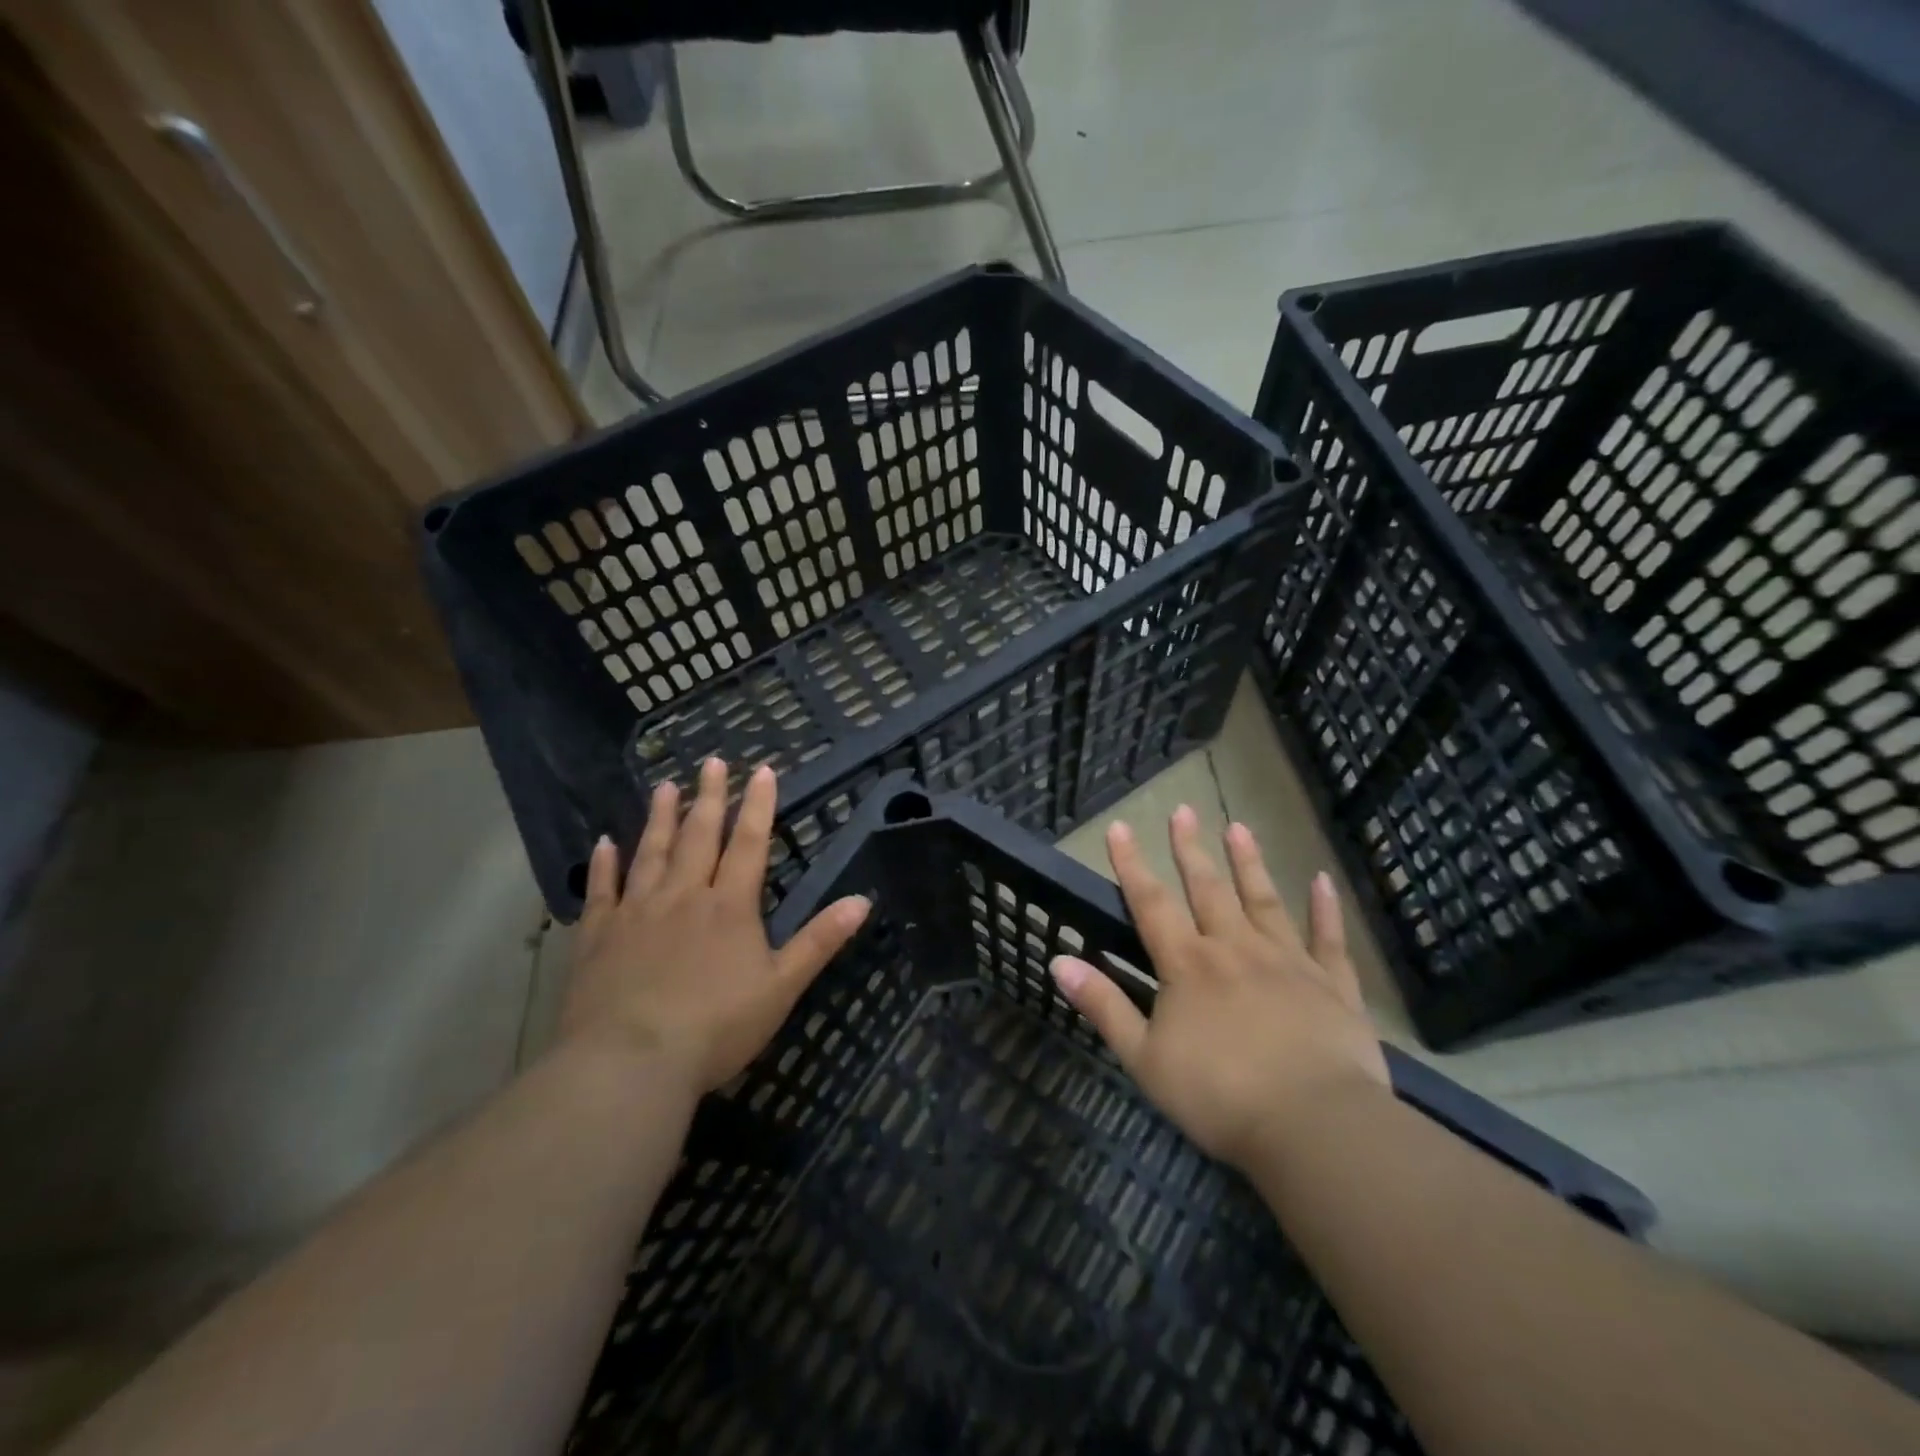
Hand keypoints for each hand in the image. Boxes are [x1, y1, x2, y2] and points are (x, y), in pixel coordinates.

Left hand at [559, 758, 870, 1095]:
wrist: (629, 1063)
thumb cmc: (716, 1028)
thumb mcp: (782, 987)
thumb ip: (820, 940)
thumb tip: (864, 900)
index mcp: (729, 906)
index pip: (749, 844)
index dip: (758, 806)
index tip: (762, 770)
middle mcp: (683, 896)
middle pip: (699, 836)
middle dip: (709, 798)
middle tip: (711, 762)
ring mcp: (636, 912)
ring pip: (651, 853)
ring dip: (660, 818)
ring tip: (665, 787)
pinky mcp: (598, 936)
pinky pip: (603, 890)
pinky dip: (604, 864)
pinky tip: (604, 843)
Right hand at [1050, 807, 1389, 1171]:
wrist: (1312, 1127)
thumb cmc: (1219, 1096)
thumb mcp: (1144, 1058)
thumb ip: (1103, 1006)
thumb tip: (1058, 961)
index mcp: (1188, 965)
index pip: (1151, 903)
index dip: (1131, 865)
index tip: (1120, 827)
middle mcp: (1235, 949)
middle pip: (1208, 889)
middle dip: (1190, 849)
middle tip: (1184, 810)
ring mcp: (1288, 962)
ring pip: (1264, 901)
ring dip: (1249, 863)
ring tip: (1238, 828)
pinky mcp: (1332, 985)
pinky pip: (1328, 939)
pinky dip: (1324, 908)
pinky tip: (1321, 880)